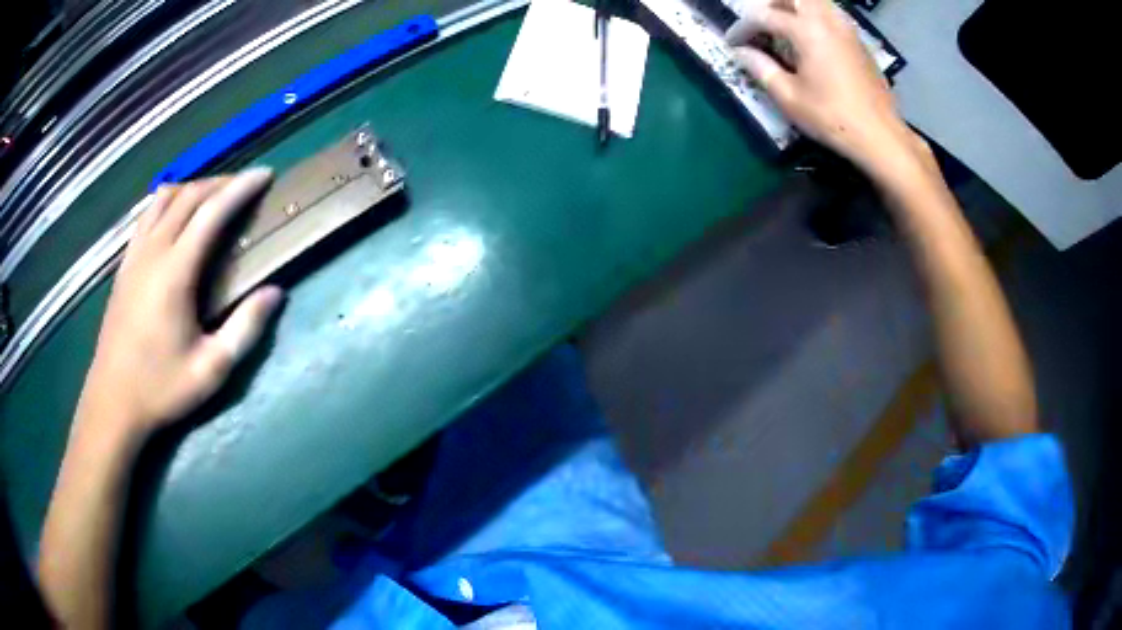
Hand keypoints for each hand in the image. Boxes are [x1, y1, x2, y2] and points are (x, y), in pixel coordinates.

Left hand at [76, 169, 283, 440]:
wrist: (113, 402)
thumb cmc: (161, 388)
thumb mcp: (211, 370)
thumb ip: (245, 329)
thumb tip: (276, 293)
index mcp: (175, 272)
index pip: (211, 211)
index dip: (241, 188)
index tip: (265, 175)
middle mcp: (153, 251)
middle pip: (189, 195)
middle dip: (221, 182)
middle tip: (245, 187)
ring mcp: (134, 255)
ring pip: (164, 198)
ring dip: (193, 188)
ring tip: (213, 197)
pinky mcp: (124, 264)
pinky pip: (147, 215)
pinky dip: (168, 203)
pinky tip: (176, 218)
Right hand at [726, 0, 925, 176]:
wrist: (880, 136)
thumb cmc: (832, 118)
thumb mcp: (789, 98)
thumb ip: (761, 68)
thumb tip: (741, 52)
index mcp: (806, 30)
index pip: (764, 16)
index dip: (743, 27)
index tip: (733, 43)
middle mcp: (827, 20)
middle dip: (770, 5)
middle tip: (759, 25)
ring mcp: (846, 28)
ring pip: (815, 1)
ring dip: (794, 7)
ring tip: (784, 27)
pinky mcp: (859, 41)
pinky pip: (831, 14)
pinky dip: (814, 17)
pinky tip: (811, 38)